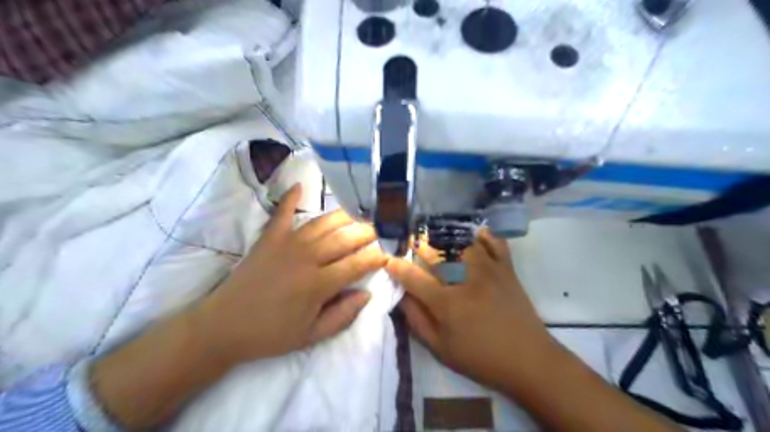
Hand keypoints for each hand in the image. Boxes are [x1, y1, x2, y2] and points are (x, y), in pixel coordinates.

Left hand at [192, 186, 384, 367]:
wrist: (223, 327)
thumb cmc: (271, 334)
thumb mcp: (311, 336)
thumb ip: (343, 315)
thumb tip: (368, 294)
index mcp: (318, 284)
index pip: (357, 264)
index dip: (376, 257)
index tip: (389, 253)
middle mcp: (307, 258)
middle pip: (345, 239)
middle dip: (367, 232)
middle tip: (381, 228)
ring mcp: (287, 243)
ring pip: (323, 223)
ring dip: (344, 216)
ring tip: (359, 212)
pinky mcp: (268, 238)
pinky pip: (282, 212)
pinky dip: (290, 197)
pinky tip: (300, 184)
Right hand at [389, 230, 557, 390]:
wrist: (529, 360)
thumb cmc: (481, 358)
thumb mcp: (441, 348)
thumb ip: (417, 321)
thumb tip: (401, 297)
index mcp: (447, 303)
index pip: (414, 278)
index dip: (397, 267)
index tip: (389, 260)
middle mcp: (466, 280)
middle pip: (436, 253)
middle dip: (419, 246)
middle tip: (412, 245)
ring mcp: (489, 270)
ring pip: (463, 242)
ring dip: (447, 238)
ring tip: (439, 239)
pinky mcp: (507, 269)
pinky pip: (495, 243)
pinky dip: (484, 236)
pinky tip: (475, 236)